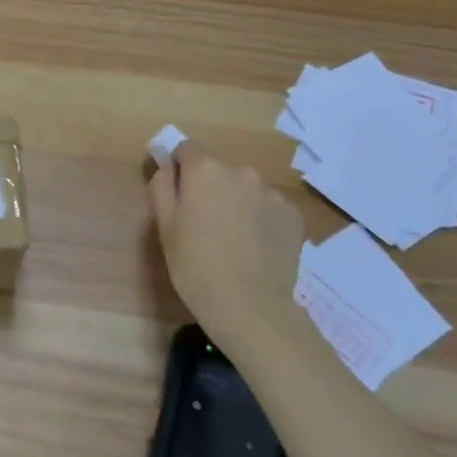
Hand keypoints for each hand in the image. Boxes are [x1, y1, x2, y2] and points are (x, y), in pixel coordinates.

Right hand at [148, 137, 306, 338]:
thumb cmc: (195, 265)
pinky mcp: (294, 215)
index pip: (186, 149)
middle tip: (203, 222)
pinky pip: (269, 206)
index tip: (178, 197)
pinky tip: (255, 246)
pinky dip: (260, 218)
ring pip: (245, 187)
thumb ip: (162, 184)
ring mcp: (272, 192)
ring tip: (233, 238)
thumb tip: (166, 163)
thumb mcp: (164, 225)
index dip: (179, 170)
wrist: (250, 306)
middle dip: (210, 186)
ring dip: (237, 201)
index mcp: (205, 169)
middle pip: (218, 168)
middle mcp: (241, 171)